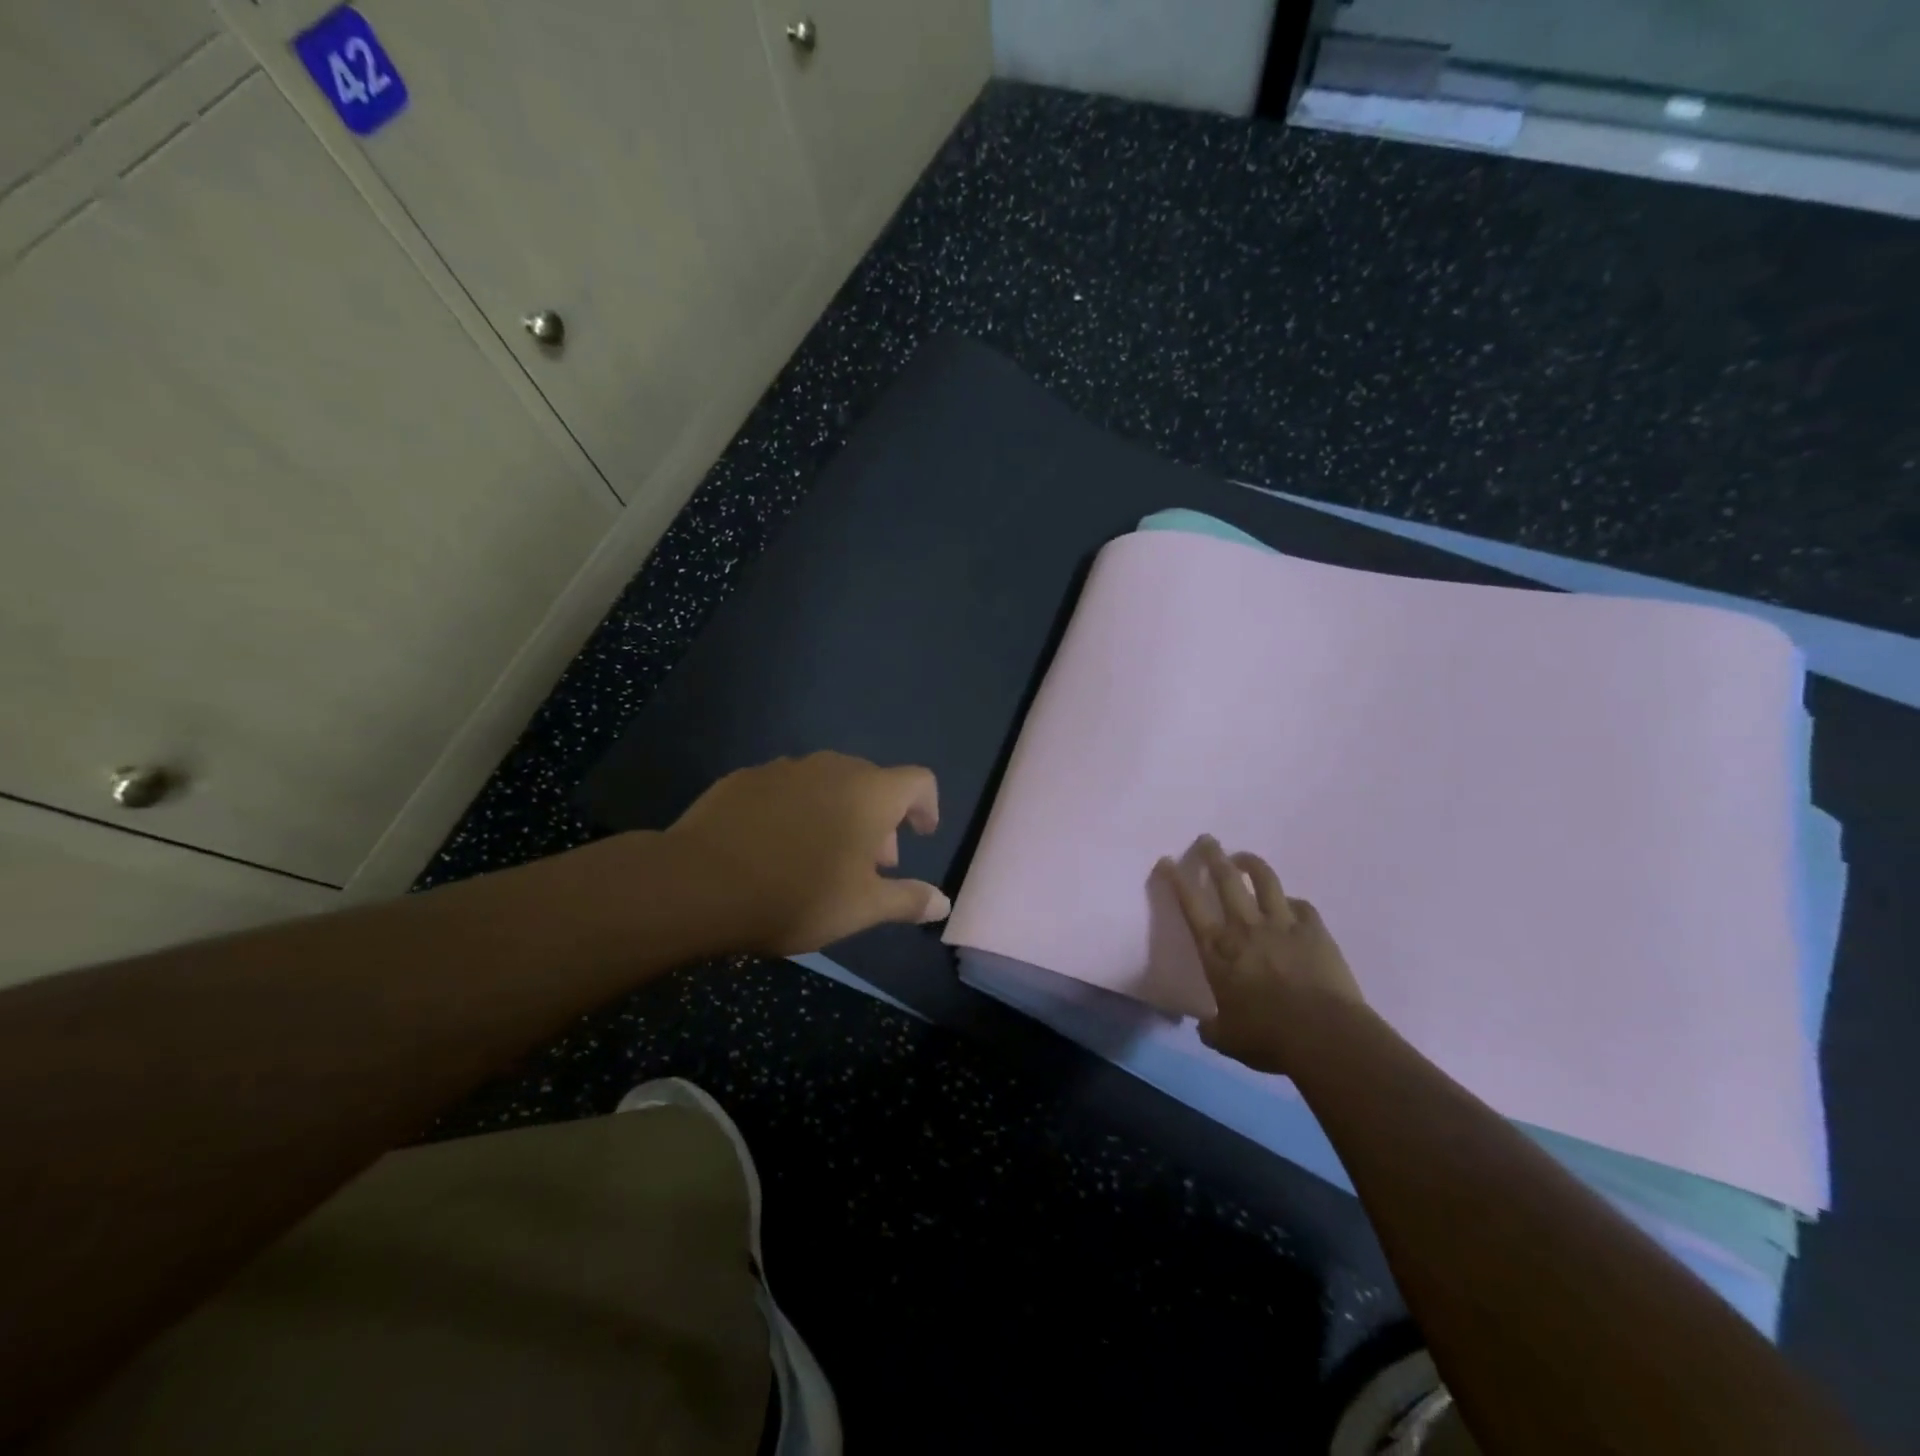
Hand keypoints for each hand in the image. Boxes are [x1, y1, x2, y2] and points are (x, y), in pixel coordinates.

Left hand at [665, 751, 949, 956]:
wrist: (700, 883)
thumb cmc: (798, 894)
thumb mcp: (861, 908)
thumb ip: (907, 900)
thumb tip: (943, 902)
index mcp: (870, 793)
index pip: (918, 781)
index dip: (926, 806)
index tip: (920, 835)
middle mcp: (833, 768)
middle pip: (872, 782)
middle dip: (880, 818)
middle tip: (869, 863)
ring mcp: (785, 768)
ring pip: (828, 783)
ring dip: (838, 812)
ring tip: (821, 856)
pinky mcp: (745, 778)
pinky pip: (787, 788)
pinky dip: (796, 809)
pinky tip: (775, 846)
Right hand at [1155, 836, 1364, 1073]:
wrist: (1324, 1035)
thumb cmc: (1267, 1037)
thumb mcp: (1227, 1039)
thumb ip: (1213, 1028)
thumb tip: (1206, 1027)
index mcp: (1217, 951)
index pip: (1190, 905)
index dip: (1175, 880)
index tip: (1166, 860)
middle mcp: (1245, 928)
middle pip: (1226, 879)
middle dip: (1213, 855)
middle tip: (1207, 840)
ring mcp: (1282, 925)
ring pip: (1264, 880)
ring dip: (1251, 864)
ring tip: (1243, 857)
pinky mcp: (1314, 930)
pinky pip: (1300, 905)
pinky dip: (1291, 901)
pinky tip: (1289, 903)